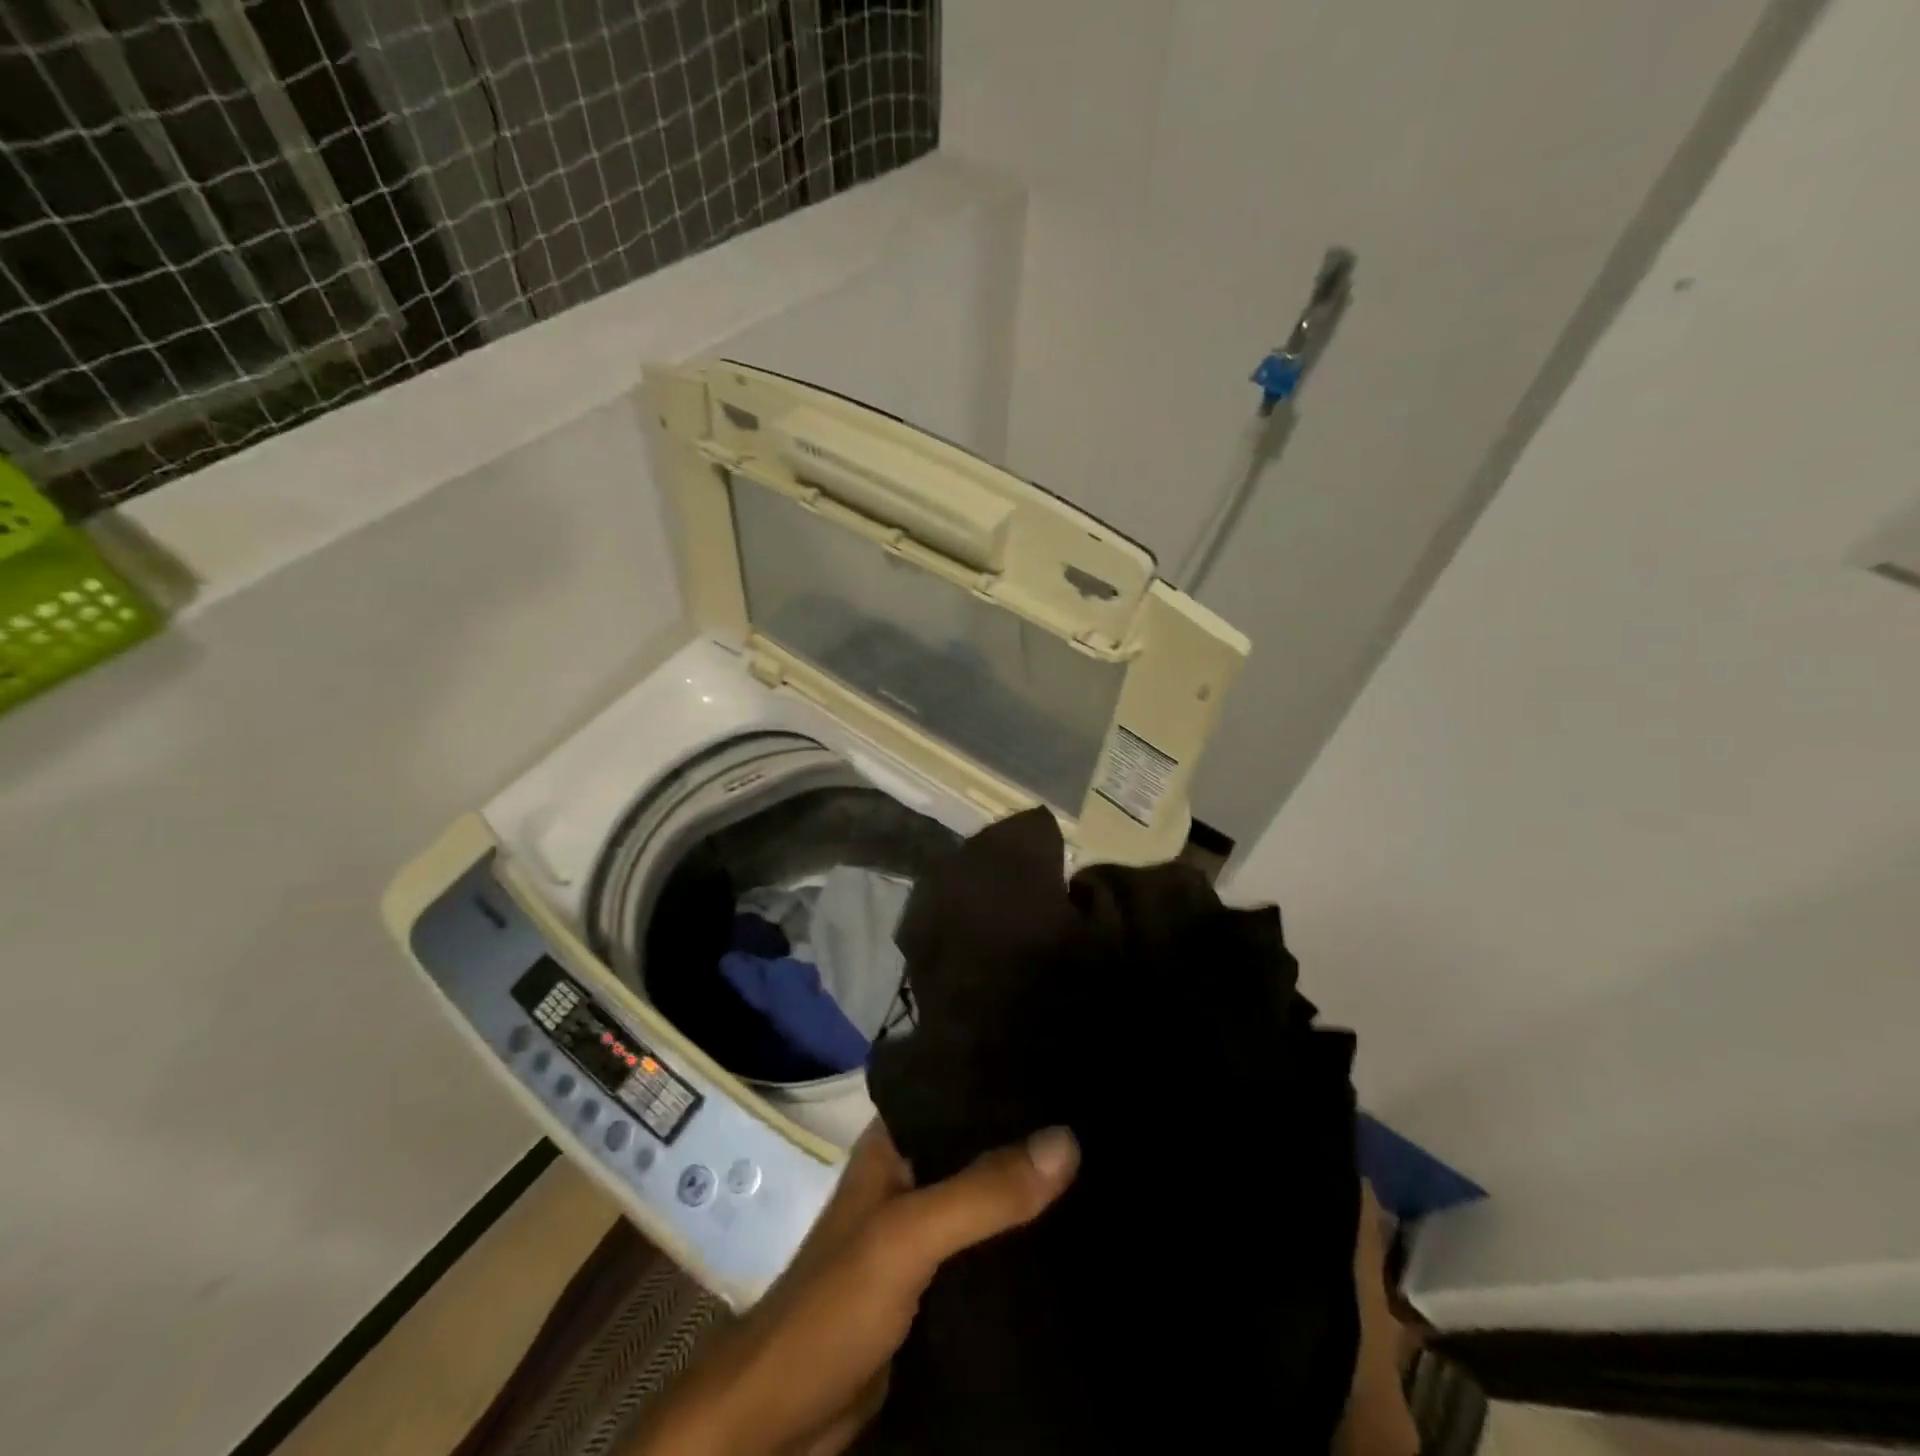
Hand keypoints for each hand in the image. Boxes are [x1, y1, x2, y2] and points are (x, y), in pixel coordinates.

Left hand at [631, 1121, 1080, 1455]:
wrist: (779, 1420)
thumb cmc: (834, 1306)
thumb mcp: (908, 1236)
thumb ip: (982, 1192)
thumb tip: (1068, 1140)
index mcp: (893, 1144)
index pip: (959, 1095)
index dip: (1009, 1084)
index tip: (1069, 1072)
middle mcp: (908, 1178)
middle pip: (978, 1149)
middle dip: (1030, 1144)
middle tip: (1098, 1126)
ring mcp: (919, 1235)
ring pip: (984, 1203)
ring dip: (1028, 1197)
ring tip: (1099, 1172)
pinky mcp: (931, 1288)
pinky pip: (984, 1255)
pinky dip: (1018, 1248)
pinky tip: (1067, 1241)